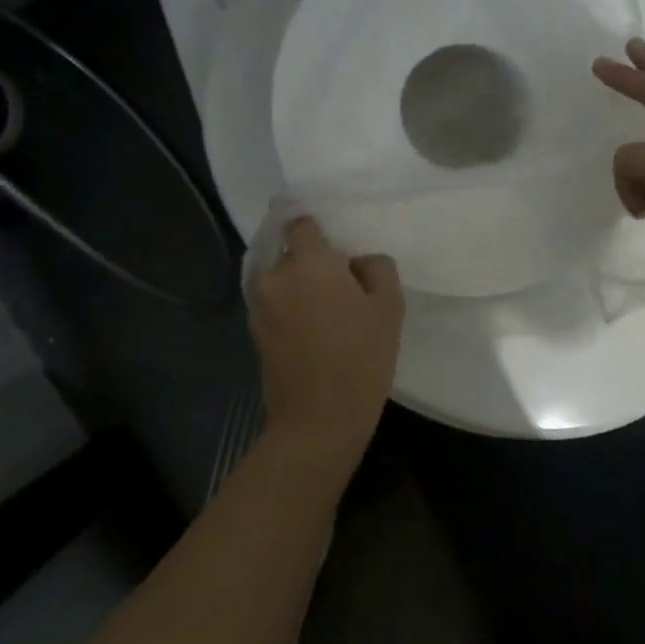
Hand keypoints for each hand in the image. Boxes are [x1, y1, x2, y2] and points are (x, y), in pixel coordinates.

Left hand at [250, 216, 404, 459]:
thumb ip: (376, 268)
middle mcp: (277, 276)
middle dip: (311, 261)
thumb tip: (356, 262)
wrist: (319, 421)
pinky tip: (312, 331)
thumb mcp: (389, 307)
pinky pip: (274, 305)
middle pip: (290, 252)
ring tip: (326, 311)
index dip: (315, 227)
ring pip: (281, 279)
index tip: (333, 241)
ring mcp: (260, 306)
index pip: (299, 222)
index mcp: (310, 262)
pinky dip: (289, 308)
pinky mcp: (255, 332)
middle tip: (340, 283)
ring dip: (298, 286)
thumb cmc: (361, 359)